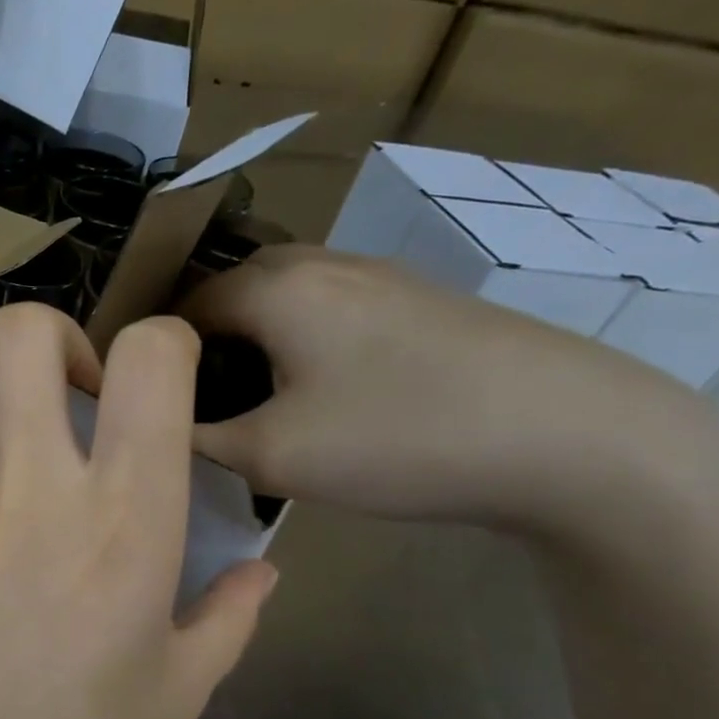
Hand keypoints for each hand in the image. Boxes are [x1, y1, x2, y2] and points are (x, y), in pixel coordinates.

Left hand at [0, 304, 277, 718]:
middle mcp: (32, 485)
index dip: (163, 344)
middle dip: (56, 340)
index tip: (161, 383)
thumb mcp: (178, 696)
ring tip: (27, 482)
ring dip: (7, 418)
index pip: (148, 359)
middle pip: (22, 335)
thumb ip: (228, 616)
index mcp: (123, 516)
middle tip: (78, 399)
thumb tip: (260, 571)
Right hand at [177, 246, 718, 537]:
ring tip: (255, 407)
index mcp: (273, 287)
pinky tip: (323, 398)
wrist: (570, 435)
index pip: (180, 306)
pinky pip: (329, 314)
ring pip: (283, 304)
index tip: (148, 405)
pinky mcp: (419, 301)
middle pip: (231, 296)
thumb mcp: (272, 456)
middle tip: (197, 409)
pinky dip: (302, 347)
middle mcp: (319, 263)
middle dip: (204, 348)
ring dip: (255, 347)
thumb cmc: (398, 438)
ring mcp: (377, 276)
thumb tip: (164, 423)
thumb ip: (199, 437)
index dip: (155, 355)